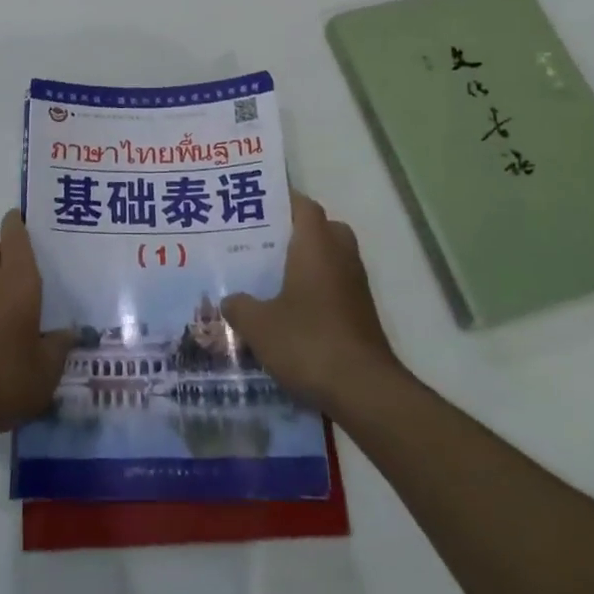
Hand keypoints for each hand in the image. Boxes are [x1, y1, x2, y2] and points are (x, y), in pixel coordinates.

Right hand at [223, 193, 395, 413]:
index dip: (281, 201)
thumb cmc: (308, 342)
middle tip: (262, 243)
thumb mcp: (259, 325)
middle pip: (321, 229)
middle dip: (295, 232)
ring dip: (306, 264)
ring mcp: (356, 286)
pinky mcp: (361, 314)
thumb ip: (240, 306)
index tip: (255, 207)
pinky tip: (289, 312)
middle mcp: (340, 256)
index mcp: (317, 245)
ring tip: (270, 277)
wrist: (364, 391)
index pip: (303, 205)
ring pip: (330, 259)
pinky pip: (335, 287)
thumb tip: (229, 299)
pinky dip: (316, 291)